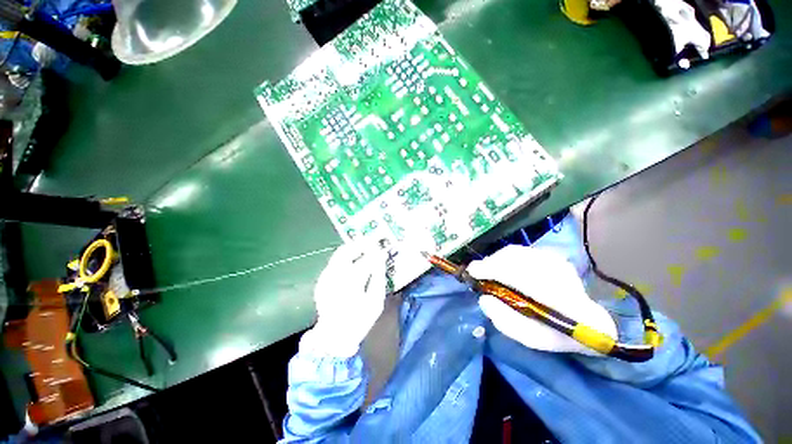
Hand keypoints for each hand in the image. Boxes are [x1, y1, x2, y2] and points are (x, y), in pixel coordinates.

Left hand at [301, 242, 387, 357]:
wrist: (334, 336)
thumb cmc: (360, 320)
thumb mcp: (376, 302)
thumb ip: (378, 278)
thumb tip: (380, 259)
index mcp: (351, 283)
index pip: (365, 260)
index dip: (374, 252)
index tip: (381, 249)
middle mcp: (335, 277)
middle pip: (346, 252)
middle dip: (359, 244)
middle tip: (370, 243)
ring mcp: (326, 278)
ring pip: (338, 255)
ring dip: (351, 249)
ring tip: (363, 249)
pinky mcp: (322, 280)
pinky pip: (334, 262)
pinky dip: (345, 258)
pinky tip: (353, 261)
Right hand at [466, 245, 616, 355]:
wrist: (589, 323)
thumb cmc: (557, 334)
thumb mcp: (531, 338)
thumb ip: (505, 320)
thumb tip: (483, 298)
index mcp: (559, 297)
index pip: (521, 276)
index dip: (493, 270)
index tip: (473, 271)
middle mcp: (559, 273)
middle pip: (515, 258)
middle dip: (491, 263)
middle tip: (477, 272)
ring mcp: (556, 261)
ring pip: (516, 252)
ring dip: (496, 259)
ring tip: (486, 269)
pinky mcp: (552, 256)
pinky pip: (520, 252)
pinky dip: (504, 257)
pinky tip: (500, 266)